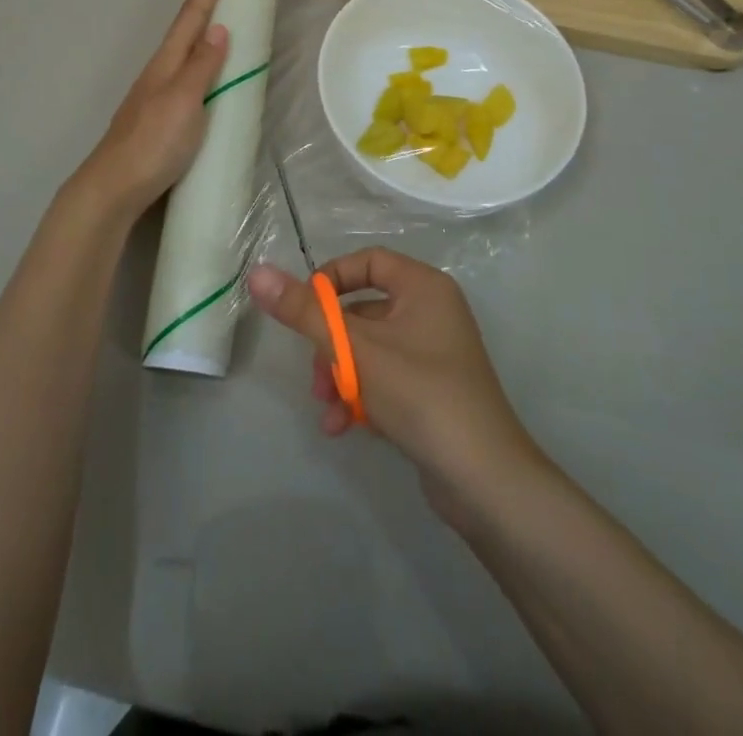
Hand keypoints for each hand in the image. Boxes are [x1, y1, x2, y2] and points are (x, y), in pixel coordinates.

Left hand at [73, 0, 229, 221]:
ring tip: (221, 16)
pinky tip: (206, 72)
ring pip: (184, 52)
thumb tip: (219, 28)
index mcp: (167, 63)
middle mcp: (160, 72)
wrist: (114, 187)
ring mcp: (156, 94)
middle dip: (205, 0)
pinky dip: (200, 61)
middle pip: (186, 28)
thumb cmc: (153, 143)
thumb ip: (202, 67)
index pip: (192, 16)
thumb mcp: (183, 102)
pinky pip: (185, 75)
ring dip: (202, 29)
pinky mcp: (159, 116)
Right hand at [248, 249, 544, 519]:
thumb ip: (304, 312)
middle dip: (331, 345)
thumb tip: (257, 272)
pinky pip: (385, 377)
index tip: (304, 309)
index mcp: (424, 287)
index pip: (368, 261)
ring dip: (341, 376)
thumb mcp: (355, 350)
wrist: (485, 481)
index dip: (331, 280)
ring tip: (328, 409)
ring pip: (369, 349)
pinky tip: (343, 427)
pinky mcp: (432, 390)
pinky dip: (362, 395)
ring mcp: (434, 353)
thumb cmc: (421, 395)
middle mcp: (432, 311)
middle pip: (363, 309)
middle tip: (316, 376)